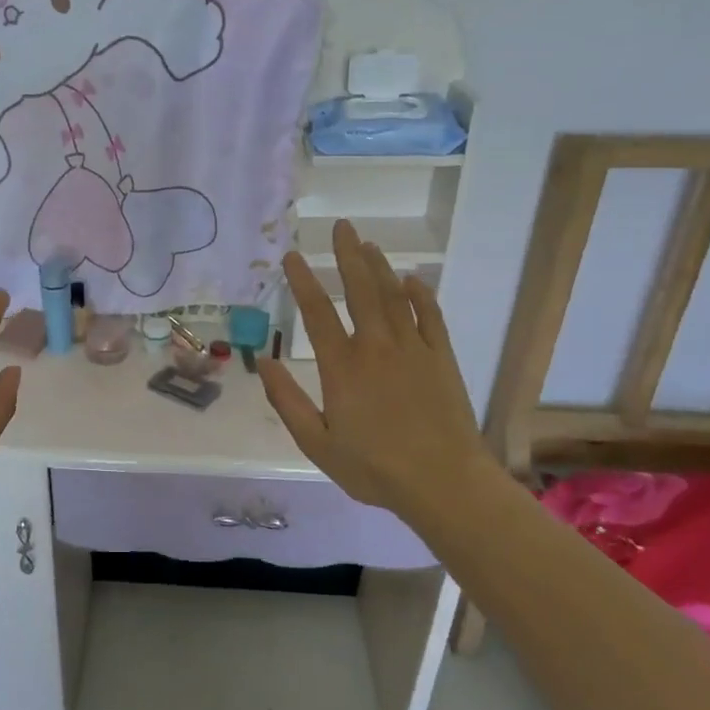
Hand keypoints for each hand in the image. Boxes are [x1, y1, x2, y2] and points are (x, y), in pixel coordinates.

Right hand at [256, 221, 496, 525]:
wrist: (444, 483)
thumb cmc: (374, 468)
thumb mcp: (316, 443)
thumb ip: (287, 401)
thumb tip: (264, 362)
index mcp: (342, 366)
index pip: (317, 312)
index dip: (303, 280)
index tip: (293, 255)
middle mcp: (376, 346)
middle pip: (360, 289)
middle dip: (347, 255)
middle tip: (341, 227)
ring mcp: (413, 348)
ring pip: (393, 295)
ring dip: (379, 266)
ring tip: (368, 243)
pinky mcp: (440, 358)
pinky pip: (430, 315)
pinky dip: (420, 294)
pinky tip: (412, 279)